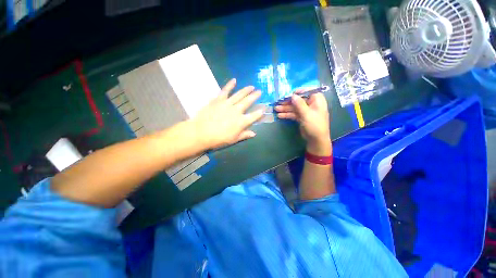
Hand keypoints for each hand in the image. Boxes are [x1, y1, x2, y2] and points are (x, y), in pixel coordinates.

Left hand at [189, 79, 263, 149]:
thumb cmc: (219, 139)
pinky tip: (234, 80)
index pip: (254, 116)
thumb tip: (254, 133)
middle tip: (259, 91)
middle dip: (255, 96)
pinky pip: (225, 91)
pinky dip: (230, 85)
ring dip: (246, 90)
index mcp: (241, 122)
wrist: (202, 133)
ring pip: (239, 95)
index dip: (260, 113)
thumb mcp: (233, 139)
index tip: (263, 109)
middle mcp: (236, 111)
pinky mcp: (218, 100)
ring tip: (251, 86)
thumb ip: (244, 135)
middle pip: (248, 102)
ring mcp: (227, 104)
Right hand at [275, 89, 330, 154]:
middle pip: (298, 100)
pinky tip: (279, 115)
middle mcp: (311, 104)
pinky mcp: (301, 117)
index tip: (288, 95)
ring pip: (294, 107)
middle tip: (278, 102)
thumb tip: (293, 95)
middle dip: (288, 102)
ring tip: (276, 109)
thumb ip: (299, 104)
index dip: (297, 92)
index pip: (307, 91)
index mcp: (316, 100)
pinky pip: (293, 114)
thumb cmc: (314, 125)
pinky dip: (287, 114)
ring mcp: (305, 111)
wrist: (316, 139)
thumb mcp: (306, 113)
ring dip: (285, 108)